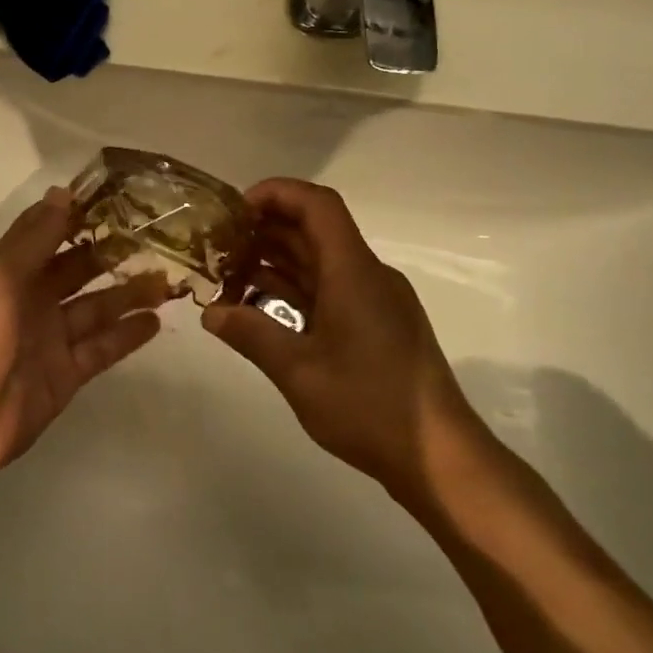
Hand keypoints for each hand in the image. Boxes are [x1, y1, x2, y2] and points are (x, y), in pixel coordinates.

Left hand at [0, 187, 167, 494]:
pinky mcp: (65, 377)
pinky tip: (154, 320)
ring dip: (128, 294)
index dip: (82, 219)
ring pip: (97, 310)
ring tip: (167, 280)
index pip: (52, 236)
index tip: (122, 201)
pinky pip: (101, 349)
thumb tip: (63, 191)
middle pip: (79, 272)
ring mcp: (50, 341)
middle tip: (158, 240)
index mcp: (10, 273)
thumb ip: (34, 239)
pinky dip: (126, 336)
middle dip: (113, 256)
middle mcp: (32, 302)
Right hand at [202, 178, 484, 502]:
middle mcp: (367, 275)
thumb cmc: (371, 408)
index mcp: (354, 272)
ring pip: (320, 262)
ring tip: (229, 275)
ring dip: (276, 262)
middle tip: (218, 245)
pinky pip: (330, 289)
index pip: (317, 205)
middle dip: (265, 230)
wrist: (442, 459)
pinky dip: (294, 290)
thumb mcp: (299, 373)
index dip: (275, 193)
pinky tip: (261, 308)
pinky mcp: (377, 325)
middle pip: (314, 230)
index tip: (234, 211)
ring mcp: (374, 300)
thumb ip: (251, 335)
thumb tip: (210, 312)